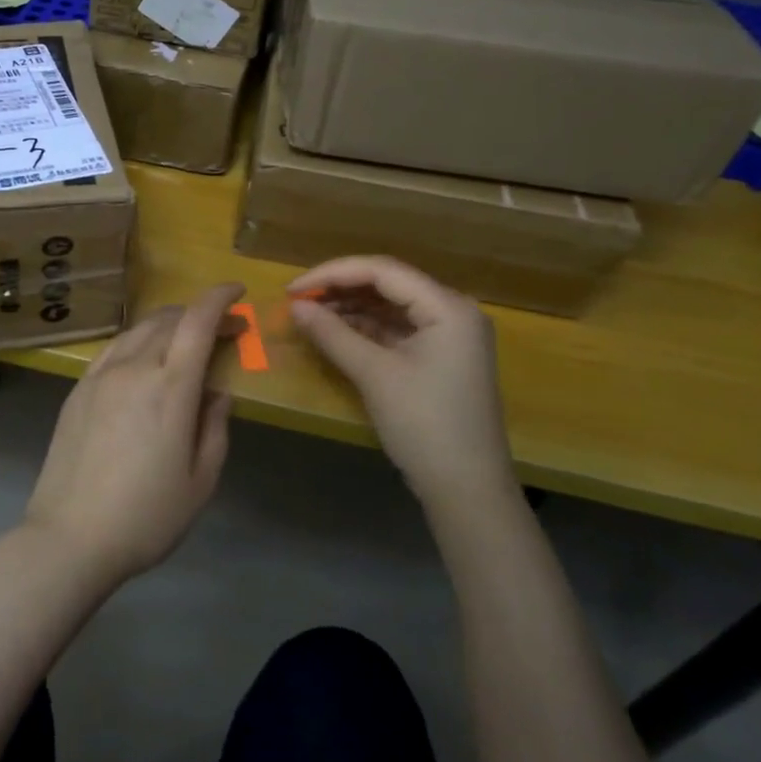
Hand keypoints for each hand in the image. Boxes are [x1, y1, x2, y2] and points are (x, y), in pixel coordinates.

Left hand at [23, 282, 244, 588]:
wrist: (69, 537)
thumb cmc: (146, 517)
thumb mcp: (201, 481)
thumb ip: (215, 428)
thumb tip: (217, 392)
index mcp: (171, 388)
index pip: (198, 321)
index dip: (219, 298)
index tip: (237, 292)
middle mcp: (135, 368)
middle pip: (169, 320)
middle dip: (199, 314)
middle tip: (222, 330)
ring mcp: (101, 375)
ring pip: (138, 329)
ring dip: (168, 324)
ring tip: (184, 340)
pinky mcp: (78, 389)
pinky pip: (113, 348)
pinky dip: (137, 340)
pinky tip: (143, 357)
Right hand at [287, 257, 512, 505]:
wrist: (467, 491)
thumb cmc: (424, 425)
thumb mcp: (374, 375)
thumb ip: (332, 333)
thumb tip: (295, 306)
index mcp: (448, 307)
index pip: (383, 271)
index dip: (332, 273)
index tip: (292, 289)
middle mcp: (453, 310)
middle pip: (388, 283)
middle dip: (340, 287)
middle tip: (298, 300)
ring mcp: (449, 334)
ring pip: (391, 305)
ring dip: (351, 307)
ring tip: (310, 314)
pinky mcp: (441, 356)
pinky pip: (398, 328)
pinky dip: (366, 327)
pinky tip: (335, 331)